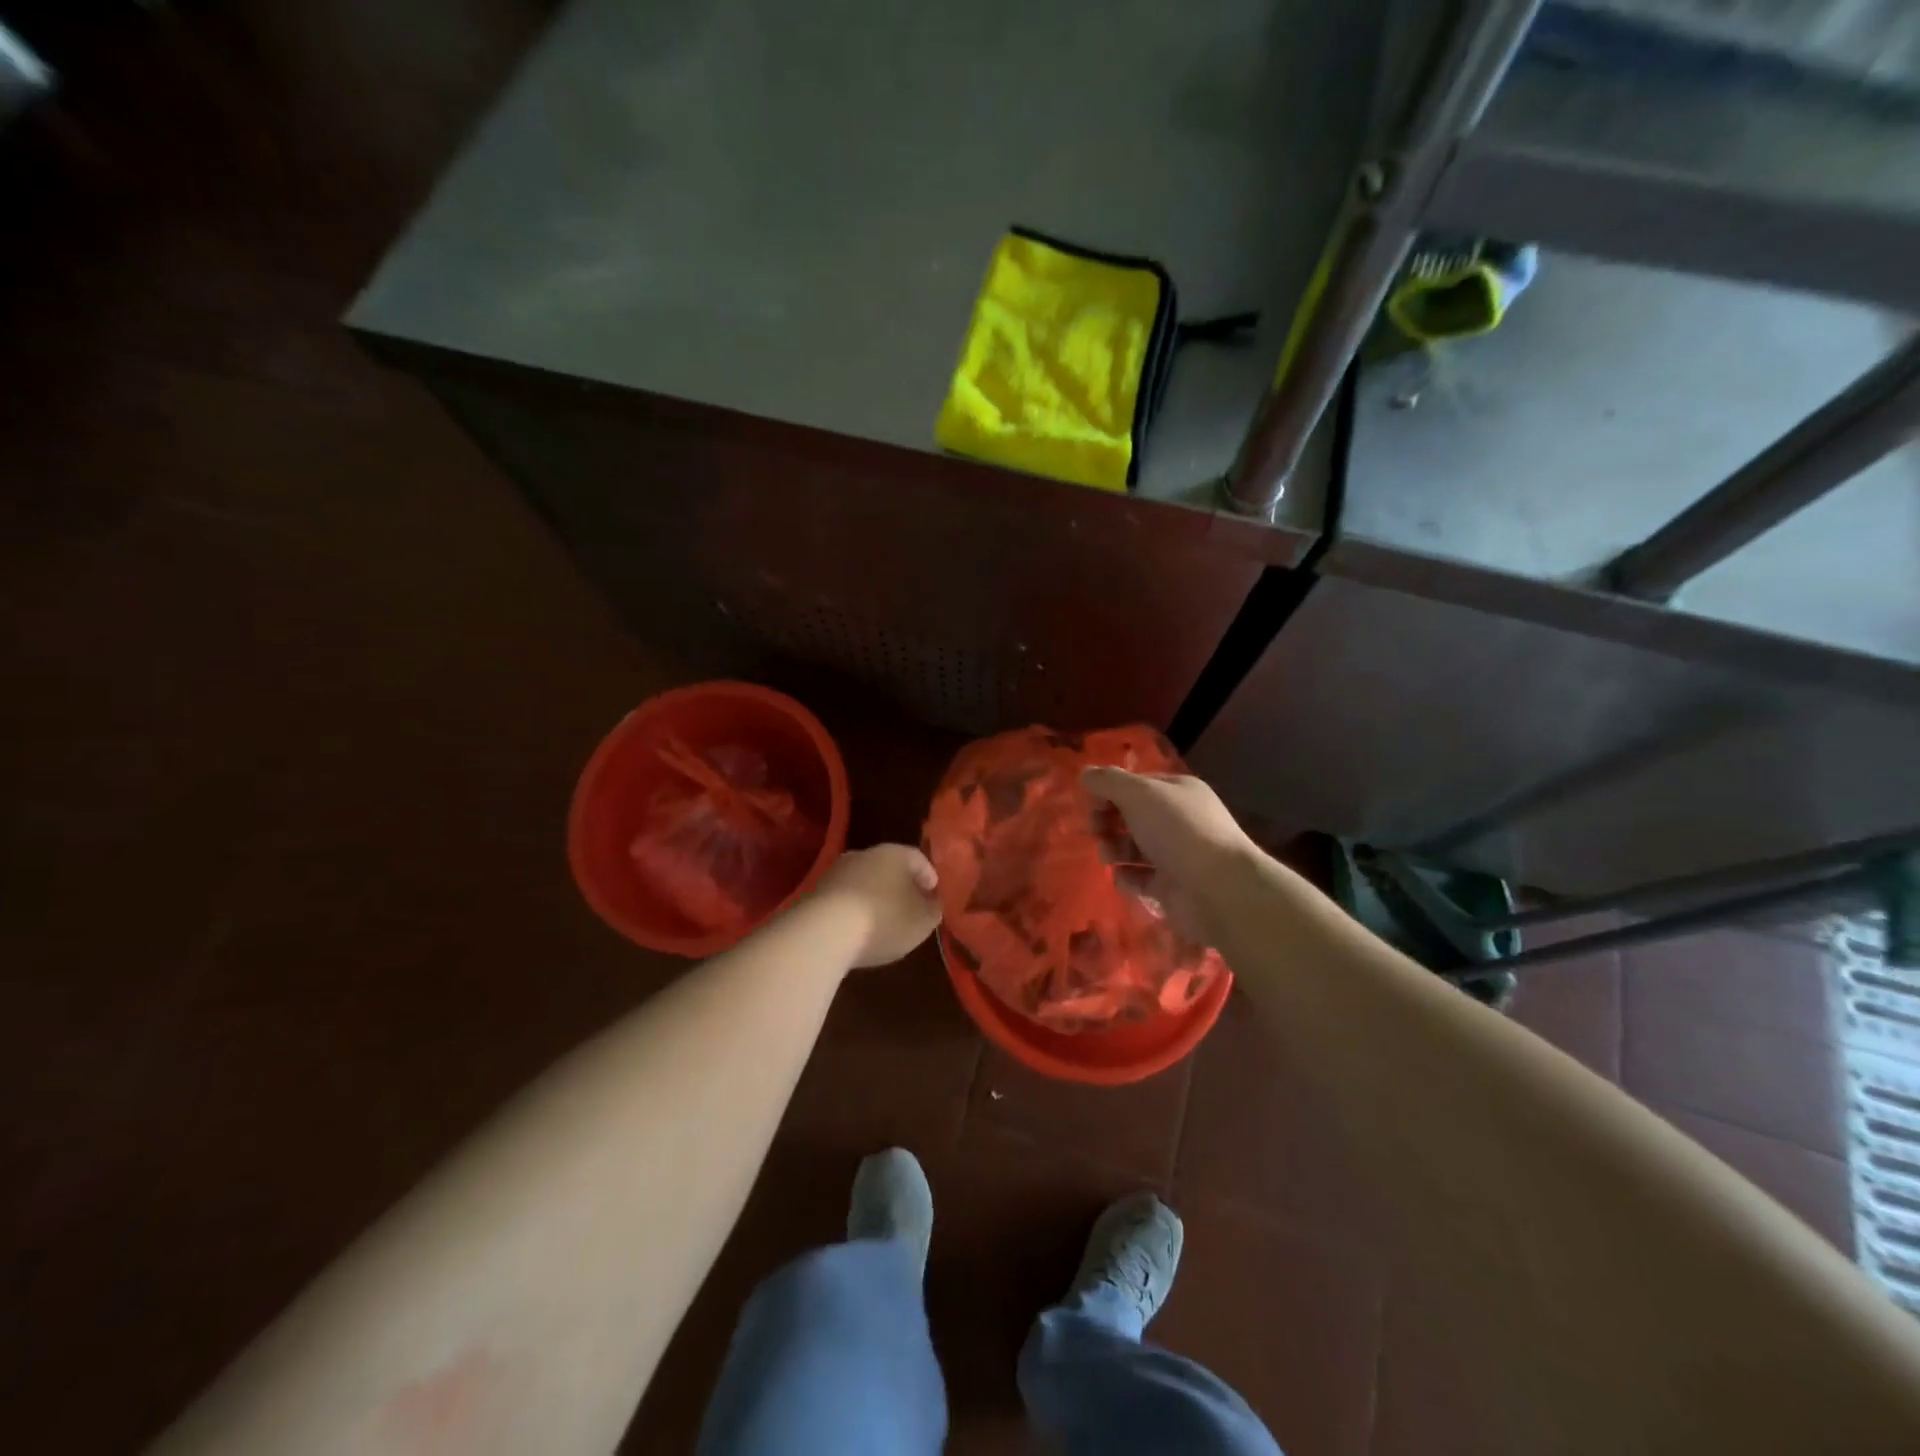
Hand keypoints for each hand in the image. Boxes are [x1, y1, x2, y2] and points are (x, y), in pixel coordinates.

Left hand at [811, 844, 941, 968]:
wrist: (824, 932)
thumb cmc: (884, 920)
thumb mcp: (923, 921)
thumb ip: (933, 910)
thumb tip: (932, 903)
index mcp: (895, 854)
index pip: (918, 858)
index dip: (929, 876)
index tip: (934, 894)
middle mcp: (865, 854)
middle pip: (889, 867)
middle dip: (900, 885)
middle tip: (910, 906)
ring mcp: (836, 871)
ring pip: (864, 881)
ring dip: (874, 896)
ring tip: (882, 921)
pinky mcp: (816, 892)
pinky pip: (844, 897)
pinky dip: (854, 909)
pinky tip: (857, 929)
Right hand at [1082, 768, 1256, 943]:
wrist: (1218, 889)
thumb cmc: (1178, 831)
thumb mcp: (1140, 794)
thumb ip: (1109, 781)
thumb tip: (1086, 773)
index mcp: (1177, 791)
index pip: (1135, 785)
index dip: (1110, 791)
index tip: (1091, 804)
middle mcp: (1178, 820)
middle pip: (1132, 816)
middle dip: (1108, 822)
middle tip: (1097, 831)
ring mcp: (1176, 855)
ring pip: (1133, 847)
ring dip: (1113, 849)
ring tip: (1108, 857)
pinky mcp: (1171, 887)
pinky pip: (1140, 878)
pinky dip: (1127, 877)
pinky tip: (1123, 878)